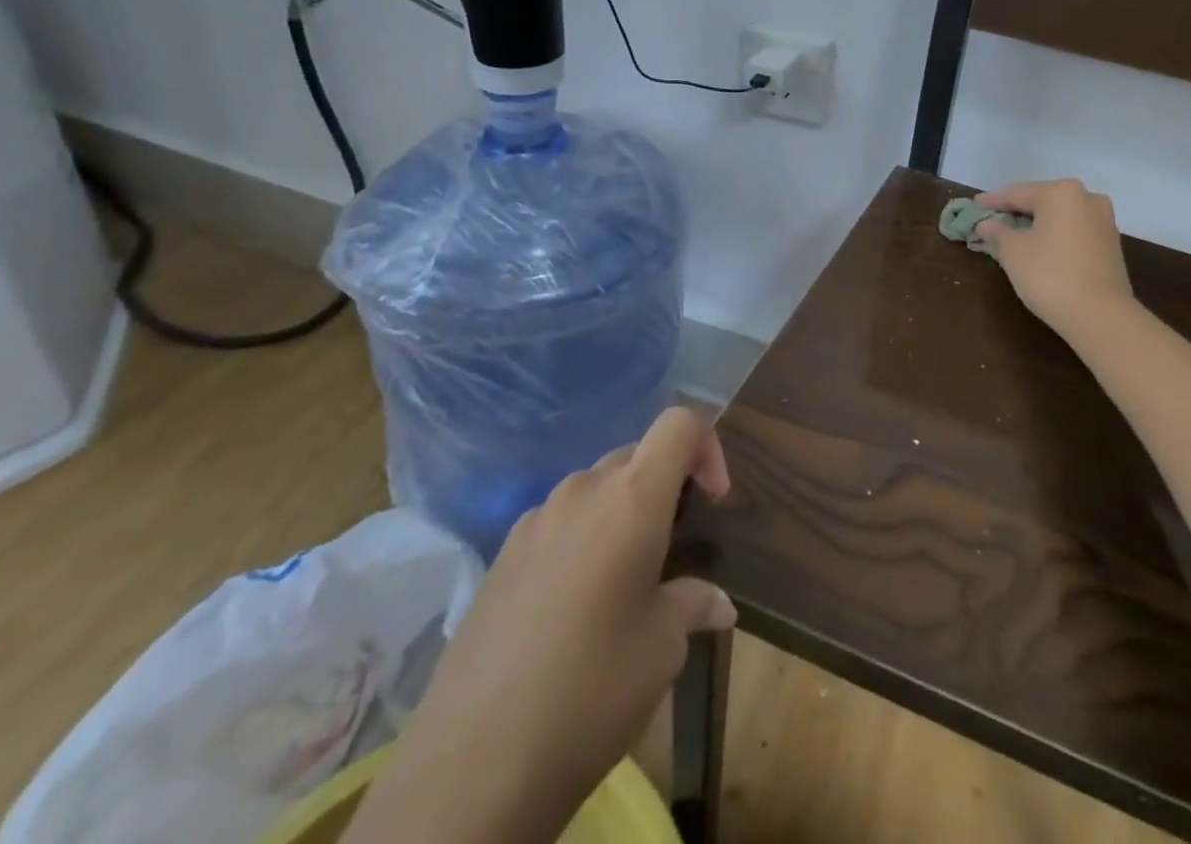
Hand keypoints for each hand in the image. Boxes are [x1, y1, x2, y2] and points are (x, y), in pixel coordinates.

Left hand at [345, 409, 734, 843]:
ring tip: (625, 581)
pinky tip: (574, 607)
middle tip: (674, 547)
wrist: (470, 767)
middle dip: (665, 486)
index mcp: (632, 497)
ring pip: (594, 489)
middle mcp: (582, 491)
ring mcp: (534, 520)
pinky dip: (581, 539)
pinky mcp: (499, 556)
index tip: (713, 501)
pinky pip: (557, 523)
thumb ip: (693, 604)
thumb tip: (719, 605)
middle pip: (637, 455)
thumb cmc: (592, 689)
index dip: (708, 447)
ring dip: (621, 513)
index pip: (679, 423)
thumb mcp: (663, 648)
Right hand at [976, 179, 1136, 338]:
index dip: (993, 201)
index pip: (1017, 194)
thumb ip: (998, 232)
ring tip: (1014, 235)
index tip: (975, 204)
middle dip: (1017, 211)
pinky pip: (1074, 232)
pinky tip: (1040, 248)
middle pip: (1041, 201)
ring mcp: (1104, 221)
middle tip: (993, 219)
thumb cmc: (1050, 275)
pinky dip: (1055, 236)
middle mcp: (1087, 198)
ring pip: (1060, 217)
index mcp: (1061, 192)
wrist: (1101, 315)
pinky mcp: (1112, 245)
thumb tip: (987, 224)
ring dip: (1037, 224)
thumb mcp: (1013, 252)